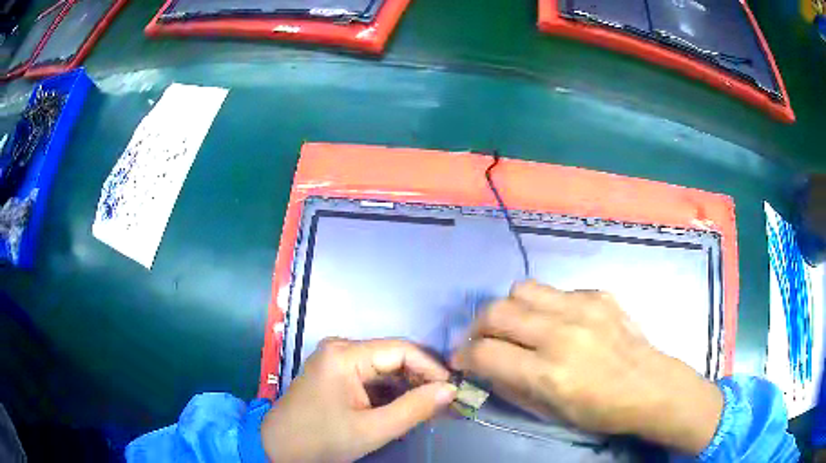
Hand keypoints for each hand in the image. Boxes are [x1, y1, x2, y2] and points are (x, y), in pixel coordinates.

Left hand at [261, 338, 456, 462]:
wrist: (279, 447)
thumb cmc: (322, 439)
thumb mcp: (372, 429)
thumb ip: (414, 408)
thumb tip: (451, 390)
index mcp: (345, 354)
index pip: (401, 350)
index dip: (431, 368)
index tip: (453, 390)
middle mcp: (340, 348)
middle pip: (393, 357)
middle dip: (421, 379)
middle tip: (445, 401)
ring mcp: (336, 360)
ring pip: (384, 368)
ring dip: (408, 387)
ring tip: (431, 406)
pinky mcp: (335, 373)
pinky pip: (371, 377)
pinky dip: (390, 392)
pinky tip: (405, 407)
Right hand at [452, 281, 722, 454]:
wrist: (651, 386)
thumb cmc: (601, 411)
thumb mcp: (551, 412)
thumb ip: (512, 387)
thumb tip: (485, 366)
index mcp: (549, 372)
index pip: (485, 353)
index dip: (464, 355)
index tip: (462, 359)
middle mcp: (562, 333)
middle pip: (496, 311)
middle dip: (478, 327)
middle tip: (483, 340)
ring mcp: (583, 307)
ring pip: (522, 289)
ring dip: (509, 308)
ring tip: (517, 325)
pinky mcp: (599, 294)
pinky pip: (556, 291)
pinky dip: (545, 306)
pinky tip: (557, 322)